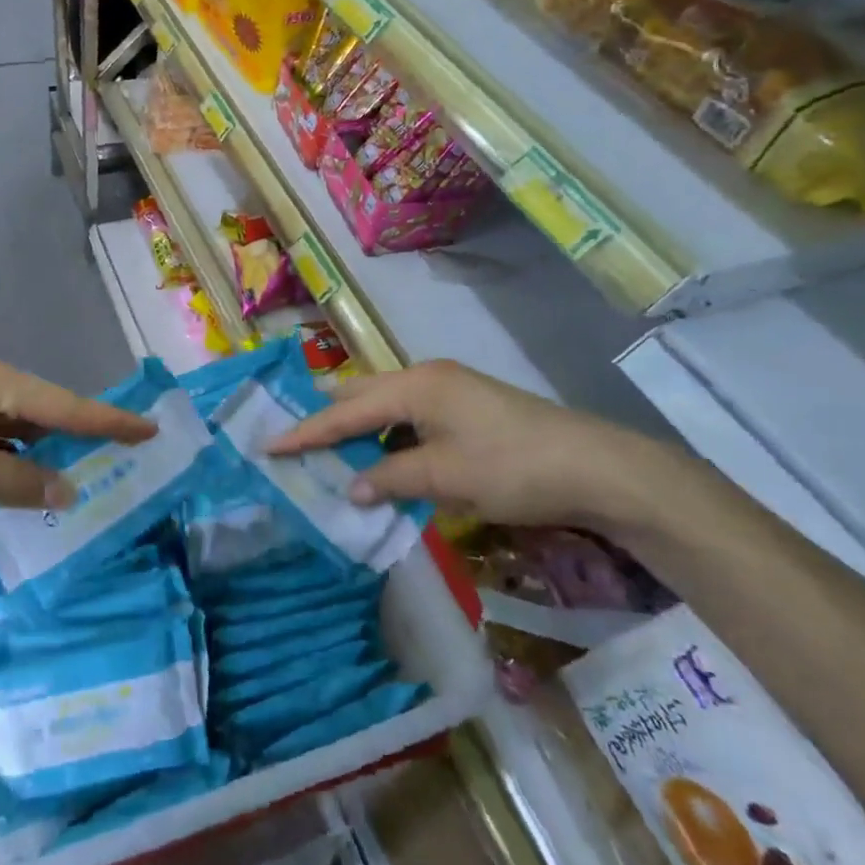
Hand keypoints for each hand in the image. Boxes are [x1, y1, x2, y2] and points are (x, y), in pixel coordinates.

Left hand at [0, 354, 155, 541]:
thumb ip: (22, 481)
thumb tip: (66, 485)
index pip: (64, 403)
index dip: (109, 420)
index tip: (150, 428)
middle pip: (41, 407)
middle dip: (76, 434)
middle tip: (120, 456)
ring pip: (13, 422)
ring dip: (40, 448)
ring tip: (80, 471)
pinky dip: (9, 454)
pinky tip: (23, 477)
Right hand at [268, 361, 673, 528]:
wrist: (595, 466)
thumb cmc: (513, 468)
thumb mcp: (446, 478)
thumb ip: (390, 478)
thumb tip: (350, 487)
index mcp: (415, 385)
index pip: (346, 410)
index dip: (306, 430)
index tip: (268, 444)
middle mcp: (425, 377)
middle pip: (360, 395)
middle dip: (327, 418)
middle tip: (293, 442)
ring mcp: (448, 389)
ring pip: (385, 405)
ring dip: (358, 429)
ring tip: (329, 453)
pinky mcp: (464, 406)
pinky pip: (408, 416)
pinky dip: (387, 436)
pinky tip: (382, 458)